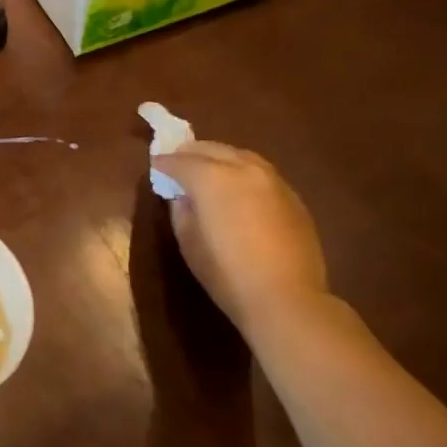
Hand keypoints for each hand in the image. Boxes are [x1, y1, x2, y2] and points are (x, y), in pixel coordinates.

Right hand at [153, 141, 329, 332]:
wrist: (285, 297)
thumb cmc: (225, 272)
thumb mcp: (188, 241)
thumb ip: (181, 209)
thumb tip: (183, 196)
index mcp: (212, 178)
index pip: (180, 161)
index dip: (163, 163)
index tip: (154, 166)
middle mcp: (243, 168)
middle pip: (211, 149)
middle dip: (190, 153)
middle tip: (176, 162)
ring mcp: (273, 180)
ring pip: (239, 155)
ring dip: (218, 158)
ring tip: (206, 170)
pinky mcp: (292, 196)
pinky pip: (259, 173)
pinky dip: (241, 172)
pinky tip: (236, 189)